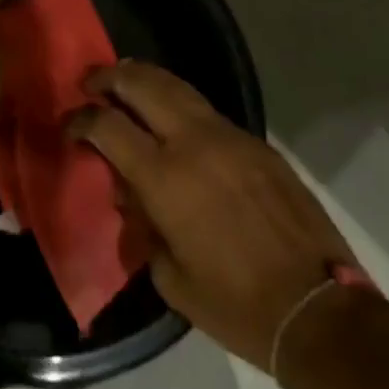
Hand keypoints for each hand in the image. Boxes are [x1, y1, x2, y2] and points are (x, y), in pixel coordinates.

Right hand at [70, 61, 355, 372]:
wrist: (318, 310)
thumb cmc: (237, 305)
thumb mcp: (172, 279)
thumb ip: (143, 228)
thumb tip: (132, 197)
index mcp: (164, 178)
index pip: (107, 126)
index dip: (81, 120)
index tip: (69, 126)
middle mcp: (192, 142)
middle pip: (141, 84)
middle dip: (108, 77)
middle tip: (90, 82)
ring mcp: (228, 135)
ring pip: (176, 85)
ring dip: (144, 78)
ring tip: (125, 80)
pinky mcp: (255, 142)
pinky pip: (207, 109)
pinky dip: (180, 102)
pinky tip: (175, 118)